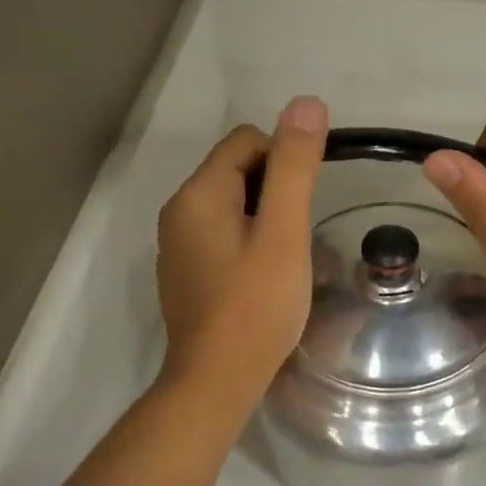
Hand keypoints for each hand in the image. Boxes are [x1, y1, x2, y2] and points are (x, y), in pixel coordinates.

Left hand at [156, 97, 327, 406]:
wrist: (216, 382)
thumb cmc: (256, 306)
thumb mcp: (284, 232)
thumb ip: (295, 167)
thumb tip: (306, 103)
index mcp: (197, 194)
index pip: (247, 140)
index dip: (285, 159)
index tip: (307, 200)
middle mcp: (178, 211)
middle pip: (237, 169)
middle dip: (275, 189)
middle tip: (299, 233)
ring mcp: (178, 244)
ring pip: (232, 203)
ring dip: (265, 215)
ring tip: (287, 255)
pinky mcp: (185, 272)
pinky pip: (222, 233)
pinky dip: (248, 239)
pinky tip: (264, 275)